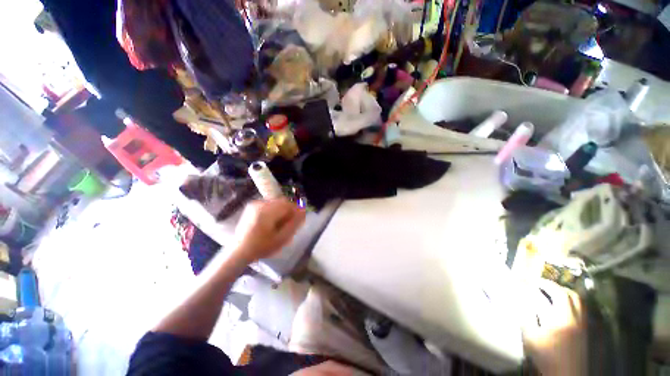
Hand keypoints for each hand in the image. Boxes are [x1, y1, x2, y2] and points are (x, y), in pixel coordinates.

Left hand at [232, 199, 305, 262]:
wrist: (239, 251)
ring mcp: (255, 204)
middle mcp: (260, 204)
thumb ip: (294, 223)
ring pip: (276, 202)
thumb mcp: (282, 238)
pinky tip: (271, 221)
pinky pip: (269, 204)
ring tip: (279, 224)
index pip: (288, 204)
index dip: (295, 210)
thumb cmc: (262, 247)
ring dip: (281, 210)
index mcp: (267, 211)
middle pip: (282, 202)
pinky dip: (274, 210)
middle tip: (288, 223)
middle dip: (288, 211)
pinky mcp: (252, 206)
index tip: (298, 220)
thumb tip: (303, 210)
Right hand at [522, 279, 586, 375]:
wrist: (565, 374)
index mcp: (563, 317)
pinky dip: (570, 305)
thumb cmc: (546, 356)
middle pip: (571, 295)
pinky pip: (580, 311)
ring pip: (578, 303)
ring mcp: (582, 325)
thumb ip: (526, 317)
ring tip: (551, 295)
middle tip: (542, 286)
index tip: (533, 280)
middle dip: (556, 287)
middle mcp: (576, 318)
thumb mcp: (531, 337)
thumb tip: (518, 300)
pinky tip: (559, 310)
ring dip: (565, 295)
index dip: (545, 283)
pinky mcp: (584, 332)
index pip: (558, 292)